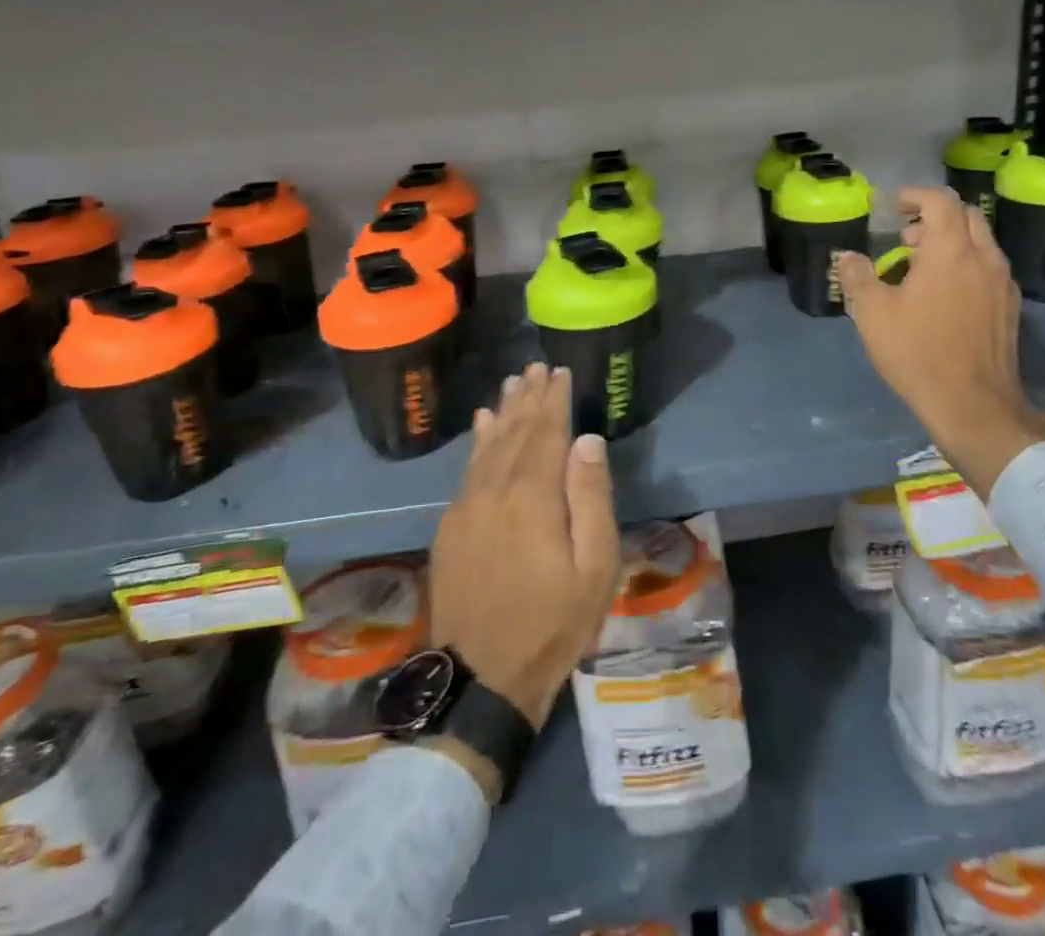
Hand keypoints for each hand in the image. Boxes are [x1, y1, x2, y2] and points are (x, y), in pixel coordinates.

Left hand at [431, 365, 619, 739]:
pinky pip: (467, 469)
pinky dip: (478, 441)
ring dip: (503, 412)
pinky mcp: (450, 527)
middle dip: (528, 397)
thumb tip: (587, 441)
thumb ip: (591, 498)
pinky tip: (483, 425)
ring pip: (488, 445)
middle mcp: (494, 490)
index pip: (546, 433)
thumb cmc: (553, 623)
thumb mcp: (594, 567)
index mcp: (532, 497)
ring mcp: (466, 508)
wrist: (482, 678)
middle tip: (535, 366)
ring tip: (512, 384)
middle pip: (514, 431)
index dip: (554, 400)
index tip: (560, 371)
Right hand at [838, 186, 1044, 496]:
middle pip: (968, 216)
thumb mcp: (873, 314)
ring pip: (982, 242)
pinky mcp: (1010, 307)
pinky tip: (946, 293)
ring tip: (922, 265)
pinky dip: (967, 263)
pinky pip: (989, 267)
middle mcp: (984, 258)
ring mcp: (1002, 283)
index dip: (916, 196)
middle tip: (908, 235)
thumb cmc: (917, 352)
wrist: (973, 404)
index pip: (941, 202)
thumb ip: (858, 278)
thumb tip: (847, 256)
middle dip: (936, 216)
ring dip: (953, 240)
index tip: (895, 206)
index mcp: (950, 252)